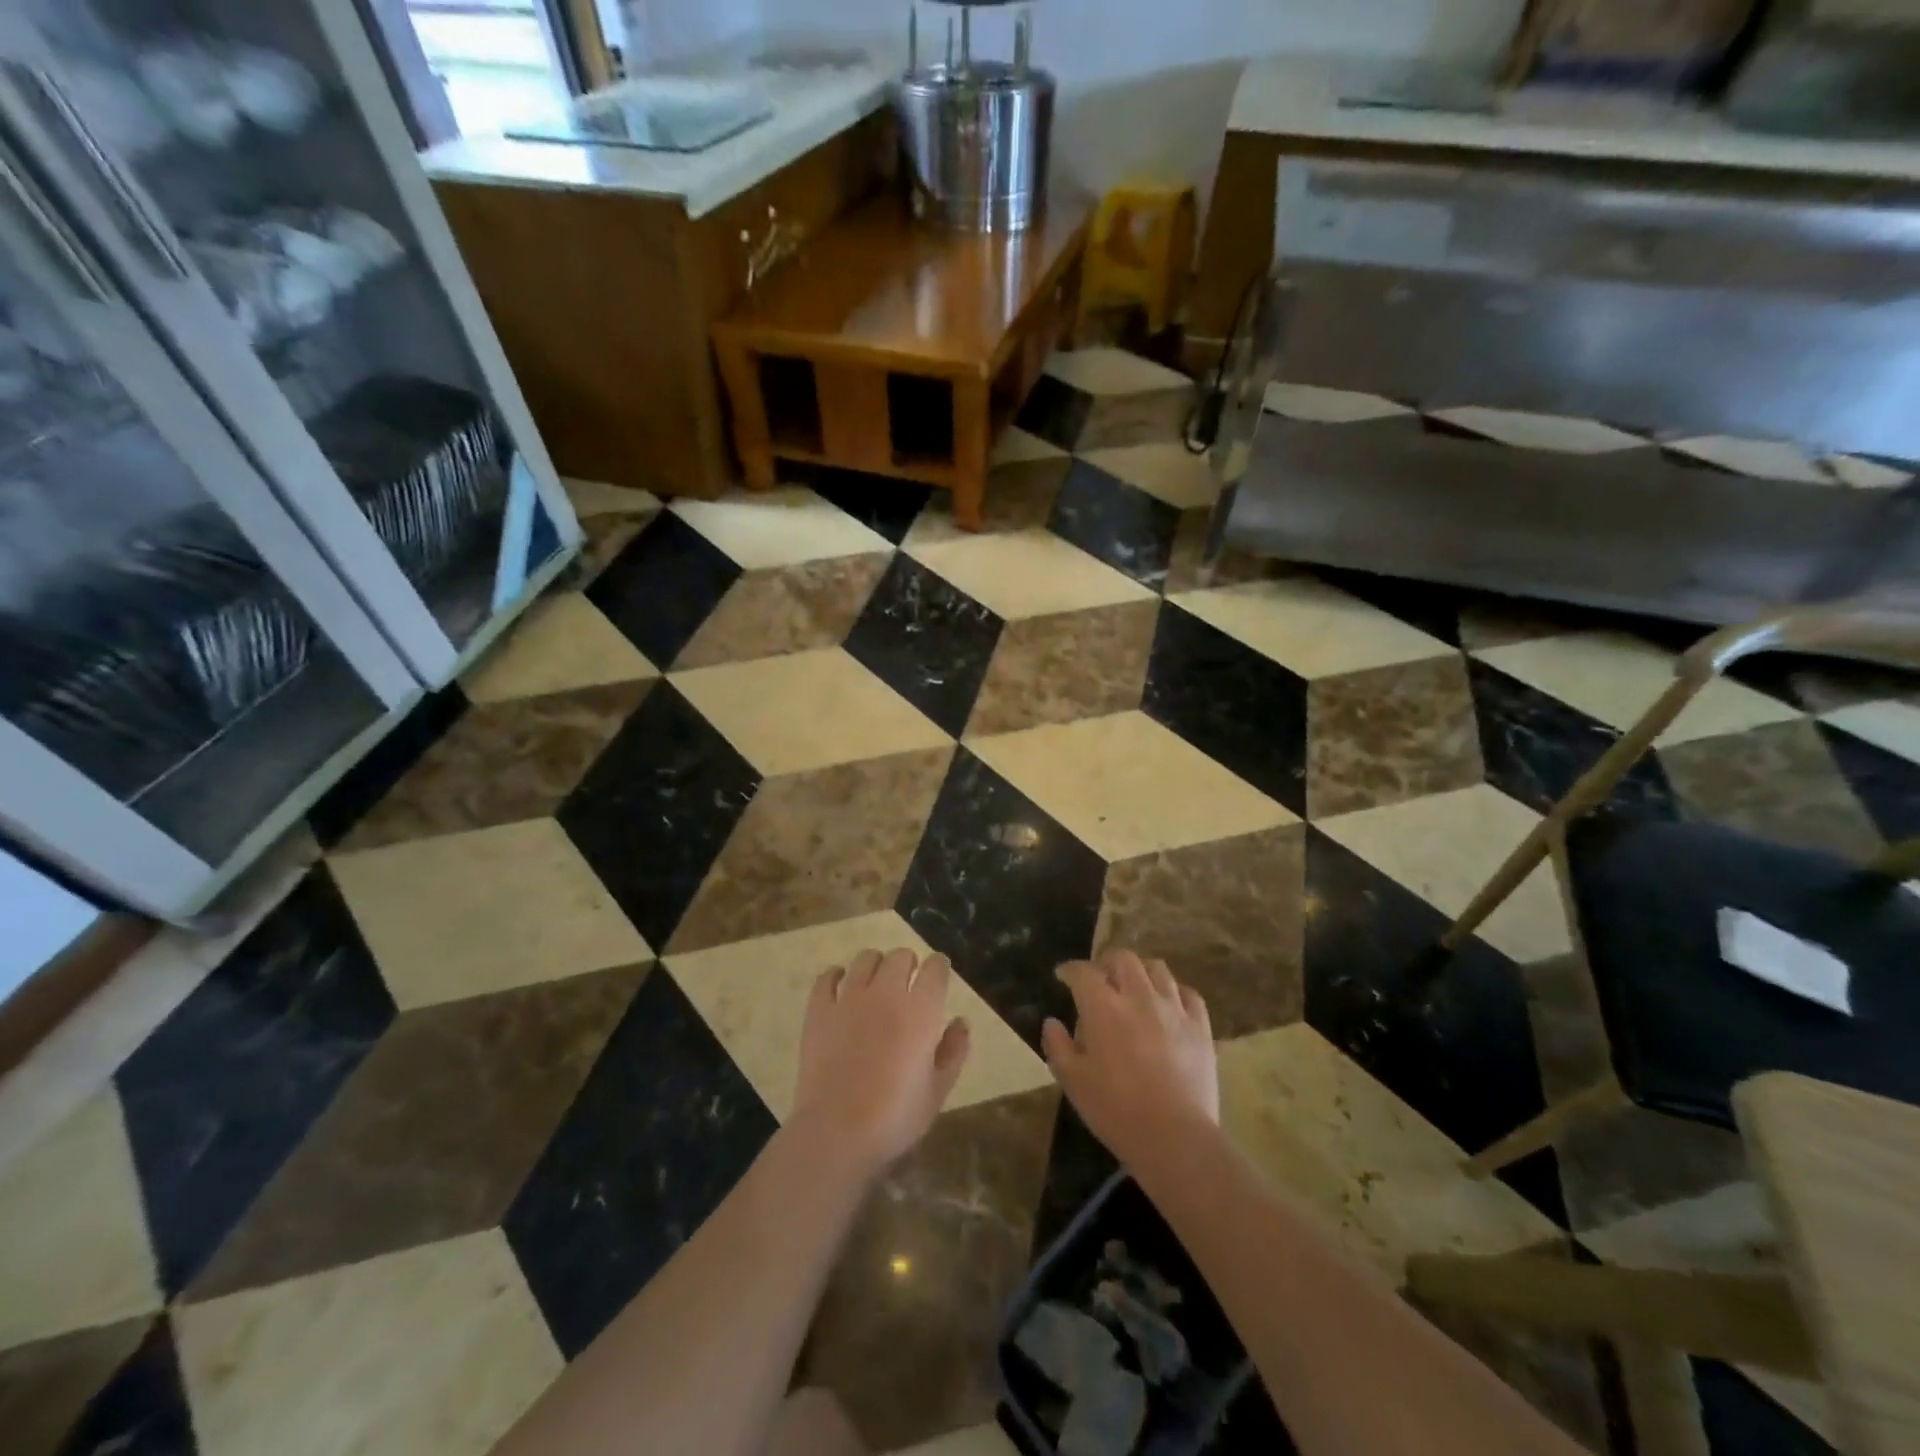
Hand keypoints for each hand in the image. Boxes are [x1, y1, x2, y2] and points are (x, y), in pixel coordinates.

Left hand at [789, 947, 970, 1177]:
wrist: (837, 1132)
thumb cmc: (896, 1117)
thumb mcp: (938, 1090)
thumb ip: (954, 1051)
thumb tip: (961, 1022)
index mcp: (921, 1009)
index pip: (935, 968)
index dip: (939, 967)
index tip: (938, 976)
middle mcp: (886, 992)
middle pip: (900, 955)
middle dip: (908, 964)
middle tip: (907, 985)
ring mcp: (849, 998)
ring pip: (865, 959)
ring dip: (875, 966)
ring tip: (875, 984)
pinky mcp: (819, 1010)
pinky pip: (827, 977)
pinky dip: (836, 977)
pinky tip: (840, 988)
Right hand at [1042, 951, 1217, 1167]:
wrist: (1175, 1137)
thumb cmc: (1115, 1109)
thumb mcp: (1073, 1081)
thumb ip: (1058, 1046)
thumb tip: (1052, 1022)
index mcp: (1103, 1007)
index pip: (1083, 972)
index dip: (1070, 970)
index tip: (1063, 976)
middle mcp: (1139, 997)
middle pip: (1123, 959)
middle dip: (1107, 963)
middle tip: (1100, 979)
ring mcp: (1173, 1009)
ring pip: (1157, 969)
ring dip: (1140, 972)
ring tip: (1134, 988)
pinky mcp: (1200, 1027)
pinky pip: (1189, 994)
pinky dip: (1174, 993)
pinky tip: (1169, 1006)